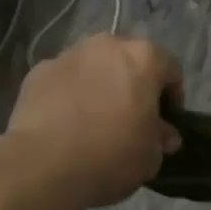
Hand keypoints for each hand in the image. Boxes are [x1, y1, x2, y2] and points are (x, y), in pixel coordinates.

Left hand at [6, 34, 183, 209]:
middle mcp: (106, 46)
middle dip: (132, 84)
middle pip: (128, 60)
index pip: (170, 68)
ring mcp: (68, 54)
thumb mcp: (150, 156)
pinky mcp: (38, 71)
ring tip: (93, 120)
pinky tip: (64, 124)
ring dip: (98, 86)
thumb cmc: (110, 155)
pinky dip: (67, 95)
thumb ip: (161, 138)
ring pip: (92, 67)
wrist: (43, 164)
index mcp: (142, 58)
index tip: (166, 121)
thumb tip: (164, 134)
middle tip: (130, 118)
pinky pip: (62, 80)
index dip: (172, 95)